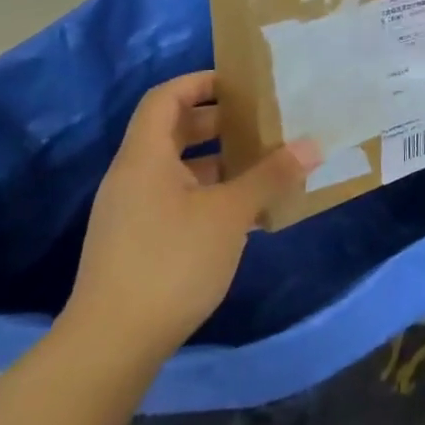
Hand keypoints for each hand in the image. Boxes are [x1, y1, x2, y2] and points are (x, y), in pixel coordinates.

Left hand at [63, 71, 320, 362]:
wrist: (112, 343)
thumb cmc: (171, 261)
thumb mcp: (229, 213)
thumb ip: (270, 175)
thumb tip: (312, 145)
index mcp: (145, 157)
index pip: (166, 98)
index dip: (201, 82)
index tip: (242, 83)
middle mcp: (133, 176)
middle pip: (174, 130)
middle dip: (220, 122)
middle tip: (265, 122)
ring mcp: (134, 211)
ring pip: (180, 168)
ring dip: (221, 161)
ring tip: (266, 164)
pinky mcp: (139, 241)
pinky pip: (179, 199)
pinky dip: (211, 194)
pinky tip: (247, 212)